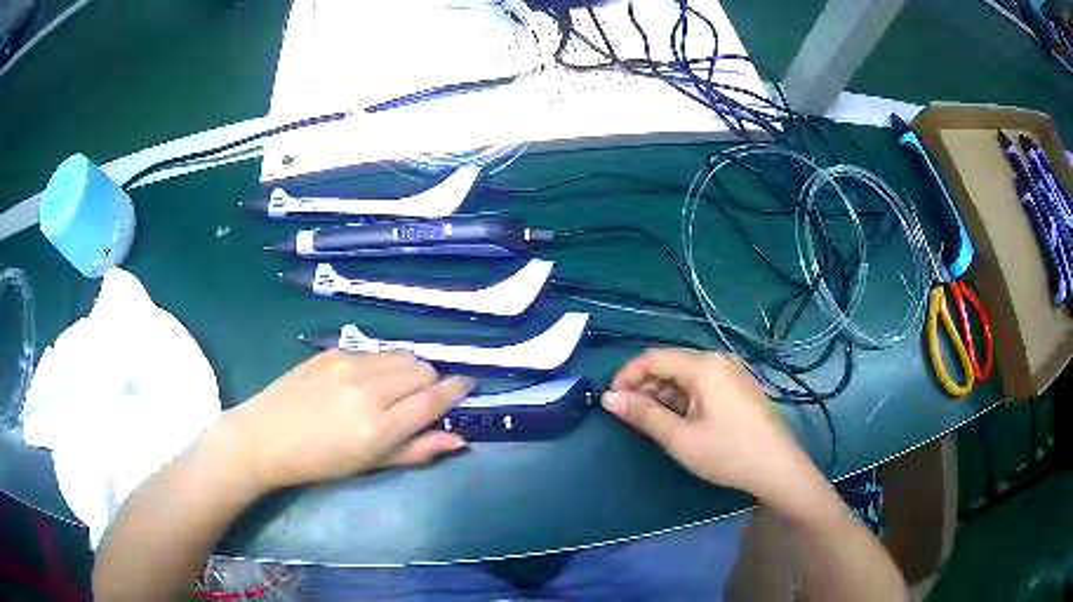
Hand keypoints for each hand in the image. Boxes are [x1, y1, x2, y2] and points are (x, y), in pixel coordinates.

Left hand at [220, 350, 474, 492]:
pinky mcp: (331, 352)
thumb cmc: (319, 463)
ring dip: (408, 370)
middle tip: (421, 399)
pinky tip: (364, 381)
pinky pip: (373, 350)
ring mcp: (348, 364)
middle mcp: (368, 388)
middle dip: (431, 382)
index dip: (458, 390)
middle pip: (422, 368)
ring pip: (400, 354)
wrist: (265, 437)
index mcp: (380, 425)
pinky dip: (382, 363)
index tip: (469, 386)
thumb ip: (417, 450)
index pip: (434, 398)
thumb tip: (459, 439)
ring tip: (393, 389)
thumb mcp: (370, 466)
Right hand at [604, 349, 813, 502]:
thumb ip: (644, 415)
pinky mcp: (740, 387)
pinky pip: (703, 384)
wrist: (778, 468)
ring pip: (686, 375)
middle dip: (645, 386)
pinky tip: (681, 420)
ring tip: (653, 422)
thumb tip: (609, 398)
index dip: (627, 375)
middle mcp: (719, 361)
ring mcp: (732, 373)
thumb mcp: (680, 438)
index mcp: (704, 366)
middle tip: (630, 416)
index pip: (653, 358)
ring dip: (664, 393)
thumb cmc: (728, 453)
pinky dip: (684, 398)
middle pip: (671, 364)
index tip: (611, 400)